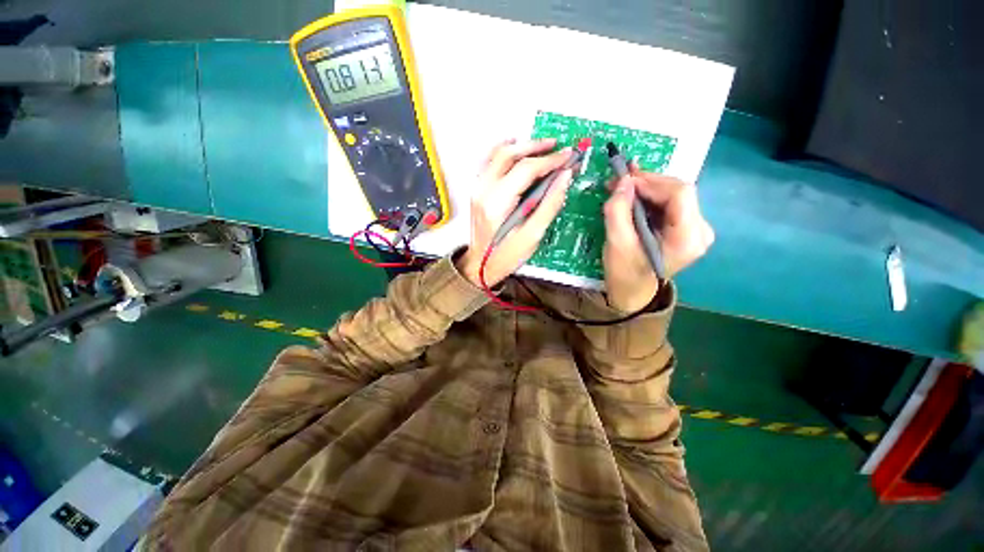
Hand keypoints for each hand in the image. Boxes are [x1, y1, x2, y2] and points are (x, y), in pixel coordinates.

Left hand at [457, 139, 573, 286]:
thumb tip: (565, 177)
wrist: (480, 265)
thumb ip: (550, 204)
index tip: (568, 156)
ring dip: (521, 145)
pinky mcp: (477, 190)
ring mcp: (477, 188)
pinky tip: (518, 150)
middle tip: (557, 146)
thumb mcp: (532, 236)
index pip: (526, 169)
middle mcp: (483, 190)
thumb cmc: (506, 255)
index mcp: (497, 203)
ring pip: (497, 153)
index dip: (549, 160)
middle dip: (536, 146)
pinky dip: (505, 152)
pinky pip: (490, 161)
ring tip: (542, 147)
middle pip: (509, 154)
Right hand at [602, 169, 714, 311]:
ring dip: (648, 188)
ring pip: (675, 194)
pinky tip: (634, 196)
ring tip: (623, 187)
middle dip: (648, 183)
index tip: (624, 180)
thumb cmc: (624, 271)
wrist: (633, 292)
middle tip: (620, 181)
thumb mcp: (616, 243)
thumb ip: (618, 210)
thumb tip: (624, 180)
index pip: (680, 194)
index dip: (651, 182)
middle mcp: (701, 231)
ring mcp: (697, 229)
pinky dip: (651, 197)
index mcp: (687, 238)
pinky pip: (671, 203)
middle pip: (679, 191)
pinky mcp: (688, 228)